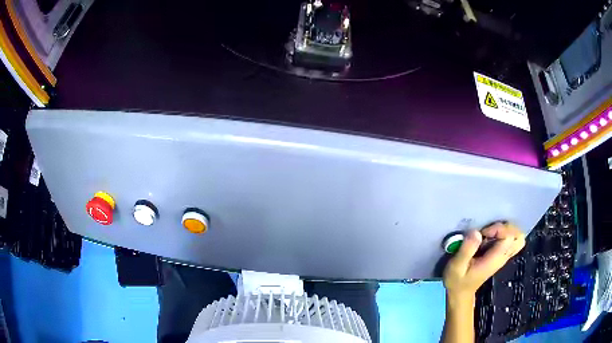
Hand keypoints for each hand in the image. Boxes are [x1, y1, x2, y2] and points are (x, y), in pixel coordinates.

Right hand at [443, 222, 525, 299]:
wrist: (460, 294)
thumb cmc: (457, 281)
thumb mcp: (456, 267)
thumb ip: (467, 249)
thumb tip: (477, 232)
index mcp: (495, 259)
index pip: (509, 236)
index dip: (498, 228)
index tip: (483, 232)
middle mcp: (503, 257)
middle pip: (518, 236)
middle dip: (507, 227)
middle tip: (491, 229)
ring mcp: (503, 256)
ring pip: (518, 237)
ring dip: (507, 229)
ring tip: (492, 231)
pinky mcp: (500, 255)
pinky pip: (512, 240)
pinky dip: (506, 233)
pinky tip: (492, 236)